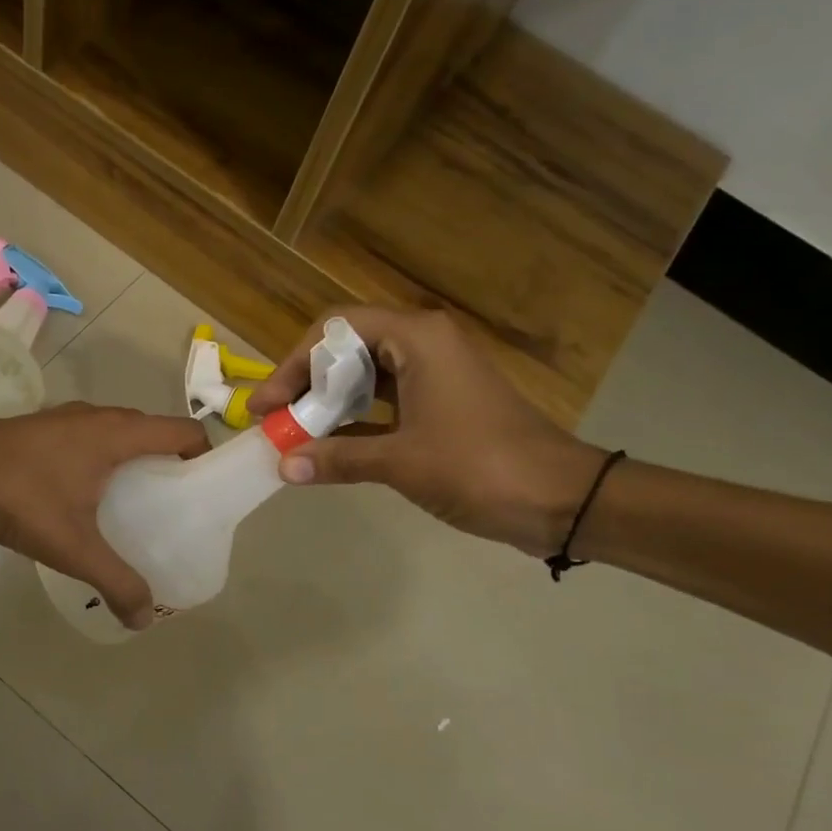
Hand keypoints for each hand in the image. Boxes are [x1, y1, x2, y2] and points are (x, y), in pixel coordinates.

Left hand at [0, 404, 209, 628]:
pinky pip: (90, 438)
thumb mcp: (72, 546)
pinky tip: (84, 497)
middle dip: (170, 465)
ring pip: (118, 434)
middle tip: (172, 507)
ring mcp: (67, 417)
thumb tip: (146, 618)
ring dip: (134, 462)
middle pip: (154, 431)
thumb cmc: (19, 497)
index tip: (205, 491)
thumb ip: (115, 581)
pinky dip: (103, 460)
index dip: (204, 456)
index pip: (184, 430)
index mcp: (118, 433)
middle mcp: (98, 416)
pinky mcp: (42, 427)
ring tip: (132, 506)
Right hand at [247, 308, 607, 556]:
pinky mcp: (440, 405)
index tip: (268, 405)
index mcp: (417, 338)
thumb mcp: (402, 462)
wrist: (563, 500)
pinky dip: (353, 421)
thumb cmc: (481, 467)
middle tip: (276, 420)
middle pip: (346, 349)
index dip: (293, 363)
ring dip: (327, 403)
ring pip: (363, 376)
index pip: (335, 329)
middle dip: (306, 383)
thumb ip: (339, 458)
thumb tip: (284, 466)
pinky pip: (383, 402)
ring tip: (295, 434)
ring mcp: (434, 375)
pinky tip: (327, 448)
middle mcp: (423, 345)